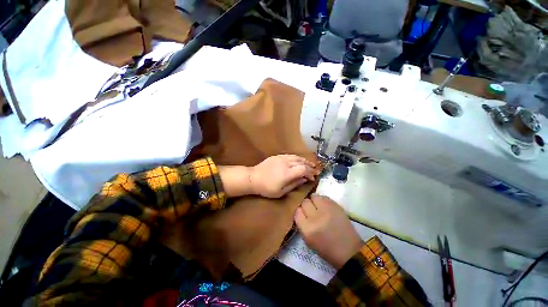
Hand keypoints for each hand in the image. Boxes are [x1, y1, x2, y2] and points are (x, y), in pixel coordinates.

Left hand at [250, 155, 318, 197]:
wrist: (252, 178)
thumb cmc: (266, 188)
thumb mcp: (280, 192)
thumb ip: (294, 185)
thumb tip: (304, 179)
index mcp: (287, 173)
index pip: (304, 170)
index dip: (311, 173)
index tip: (313, 178)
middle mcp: (286, 163)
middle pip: (302, 162)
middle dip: (310, 167)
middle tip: (315, 171)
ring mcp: (281, 158)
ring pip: (297, 157)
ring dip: (305, 161)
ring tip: (310, 165)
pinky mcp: (277, 156)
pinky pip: (291, 155)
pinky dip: (298, 158)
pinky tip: (300, 161)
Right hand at [294, 194, 362, 269]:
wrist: (347, 249)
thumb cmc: (326, 250)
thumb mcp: (308, 242)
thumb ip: (303, 227)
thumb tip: (302, 216)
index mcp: (307, 229)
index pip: (297, 212)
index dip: (299, 213)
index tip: (302, 215)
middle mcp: (316, 217)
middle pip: (305, 202)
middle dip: (306, 206)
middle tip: (310, 211)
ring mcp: (327, 210)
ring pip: (315, 197)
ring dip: (314, 201)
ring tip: (317, 206)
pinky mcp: (337, 206)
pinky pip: (325, 198)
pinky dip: (323, 200)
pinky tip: (325, 206)